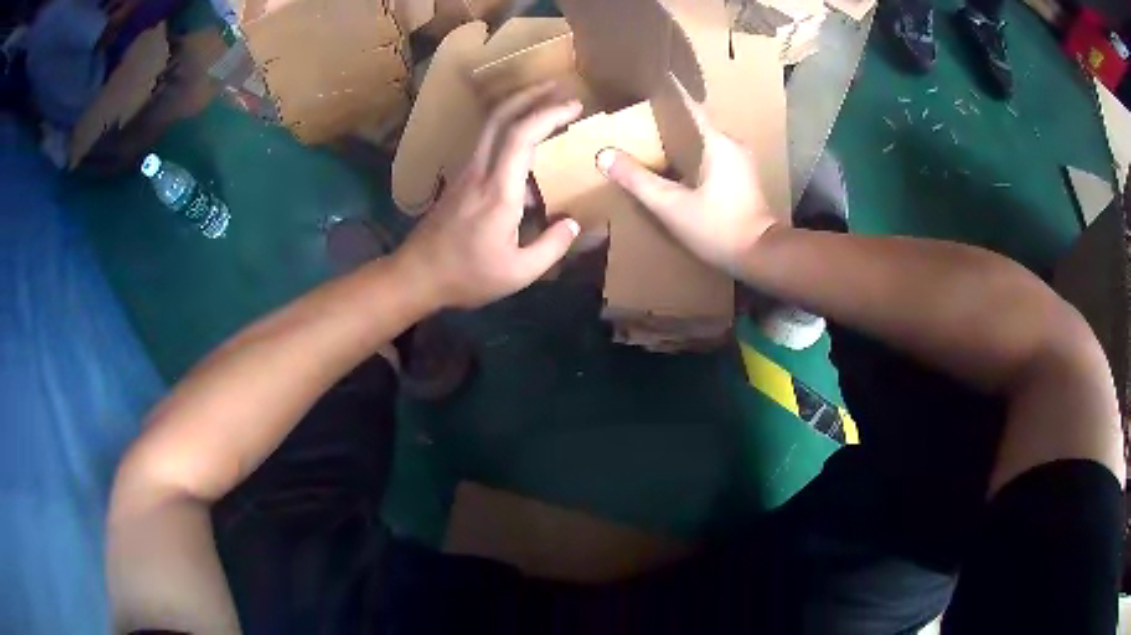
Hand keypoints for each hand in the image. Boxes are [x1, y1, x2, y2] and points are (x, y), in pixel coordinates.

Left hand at [395, 83, 582, 308]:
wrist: (416, 275)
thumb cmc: (466, 276)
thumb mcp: (518, 274)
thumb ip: (551, 247)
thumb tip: (574, 223)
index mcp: (497, 192)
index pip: (521, 136)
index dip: (549, 114)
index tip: (575, 106)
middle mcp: (479, 171)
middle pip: (500, 116)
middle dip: (531, 94)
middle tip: (560, 87)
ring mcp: (466, 172)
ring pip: (490, 125)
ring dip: (518, 106)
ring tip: (547, 103)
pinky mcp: (460, 179)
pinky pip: (487, 141)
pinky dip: (509, 127)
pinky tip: (526, 139)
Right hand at [595, 89, 780, 273]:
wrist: (760, 256)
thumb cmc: (718, 228)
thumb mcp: (671, 206)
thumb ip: (637, 180)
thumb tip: (604, 155)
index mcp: (717, 141)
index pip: (688, 107)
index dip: (665, 97)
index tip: (644, 88)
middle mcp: (732, 143)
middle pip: (694, 124)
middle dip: (667, 123)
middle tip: (636, 121)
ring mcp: (741, 161)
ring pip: (703, 141)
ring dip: (679, 141)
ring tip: (649, 142)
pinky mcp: (743, 177)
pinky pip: (712, 156)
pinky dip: (692, 157)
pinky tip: (675, 168)